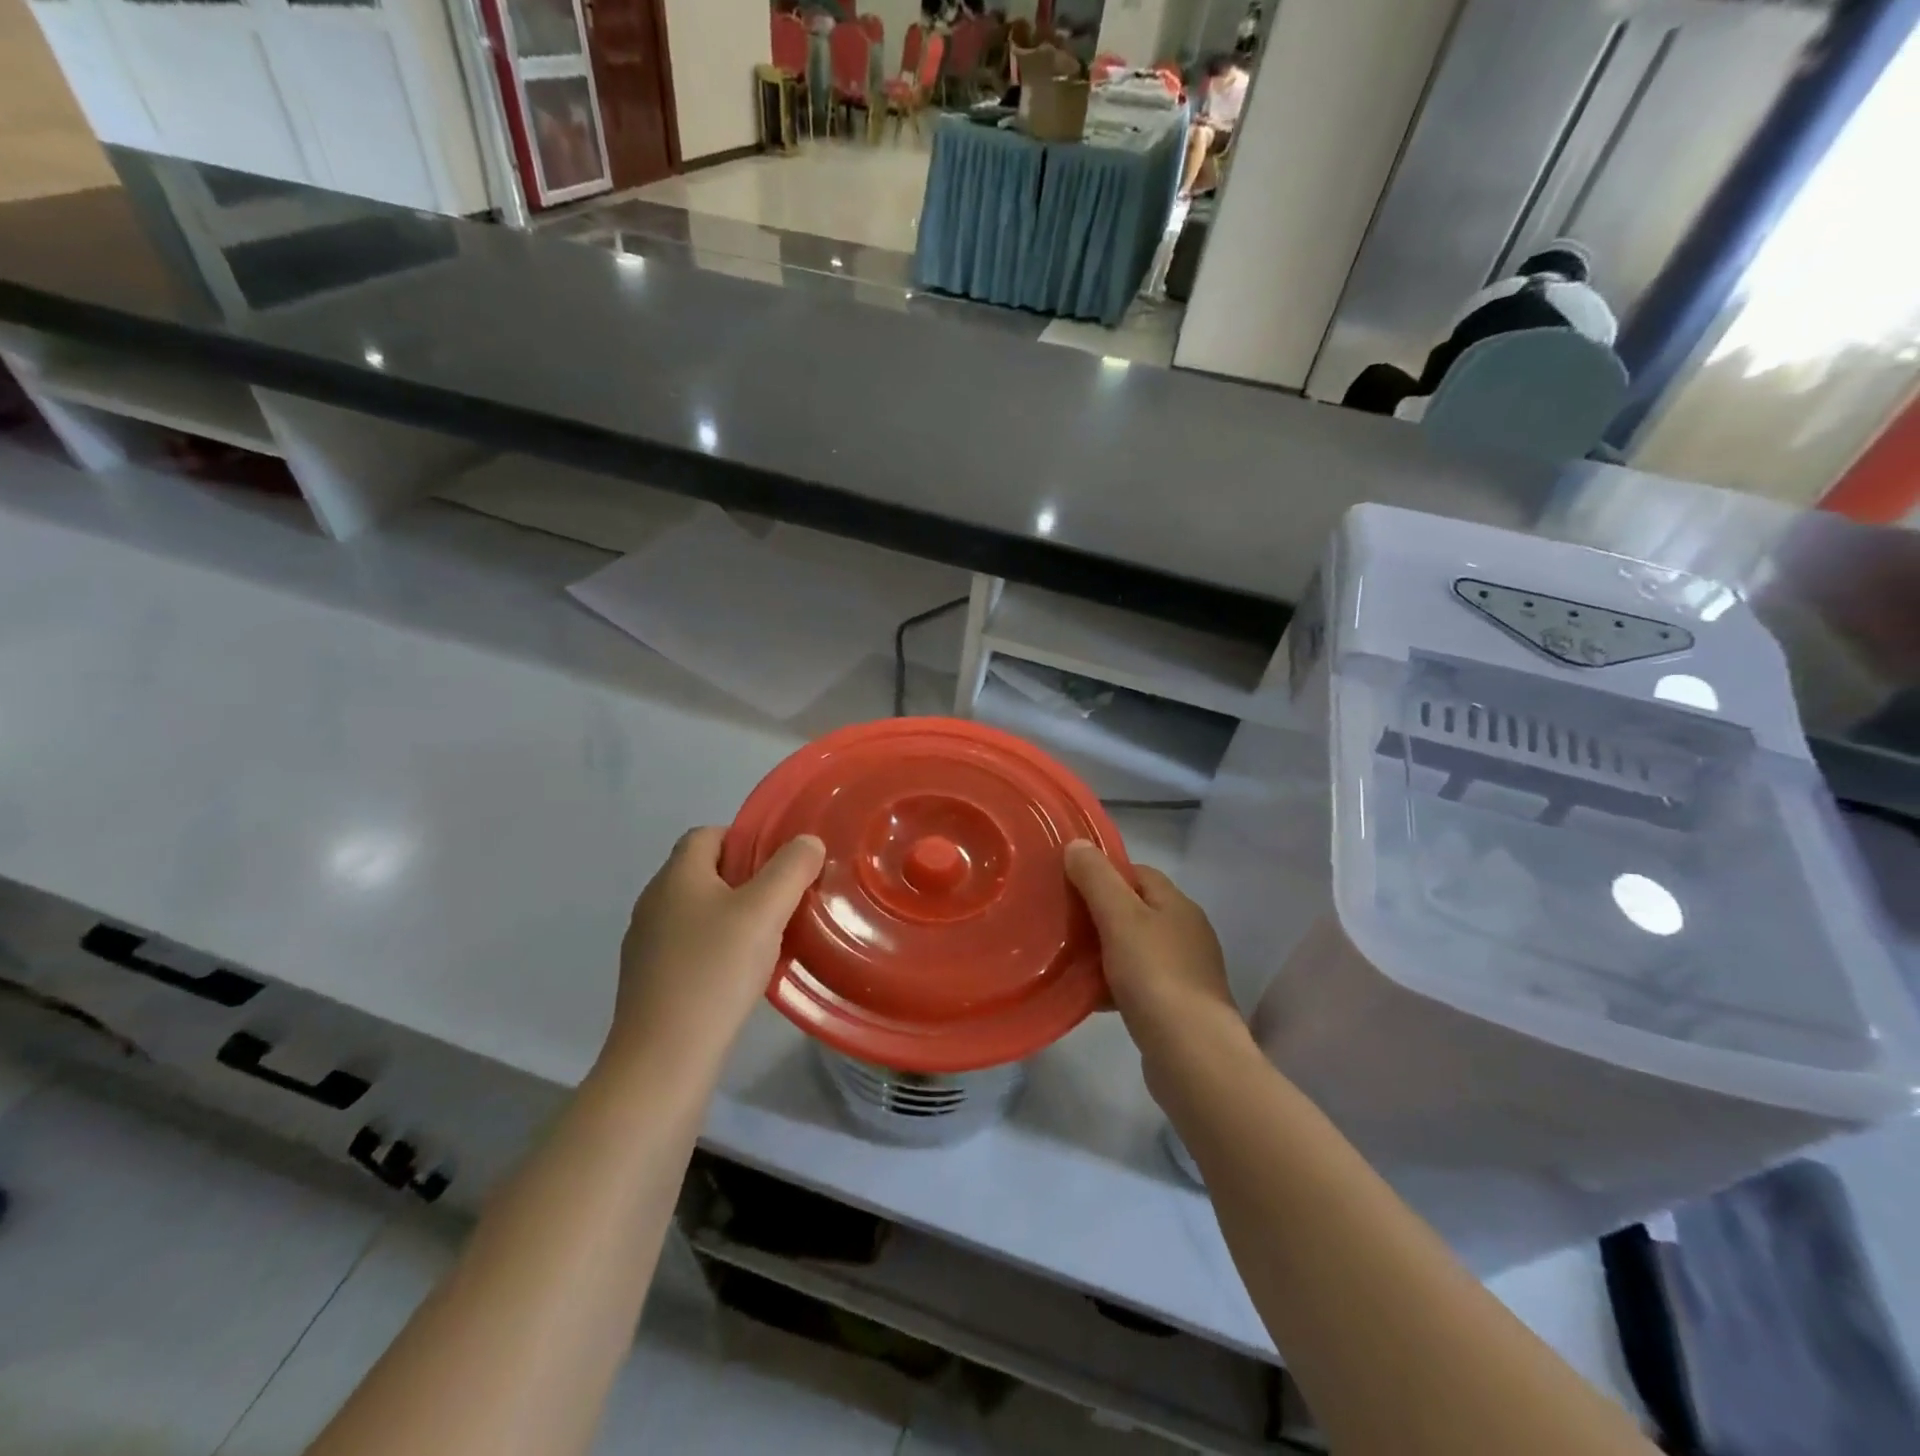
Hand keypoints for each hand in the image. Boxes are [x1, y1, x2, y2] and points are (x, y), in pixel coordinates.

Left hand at [603, 827, 825, 1076]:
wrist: (663, 1059)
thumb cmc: (715, 972)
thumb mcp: (764, 912)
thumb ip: (790, 869)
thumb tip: (807, 842)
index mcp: (676, 876)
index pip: (708, 834)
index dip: (746, 838)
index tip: (781, 863)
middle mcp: (654, 902)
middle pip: (704, 871)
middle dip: (746, 878)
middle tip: (785, 899)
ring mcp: (646, 944)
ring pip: (698, 911)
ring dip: (734, 916)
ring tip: (770, 937)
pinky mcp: (649, 980)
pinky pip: (690, 946)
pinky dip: (718, 948)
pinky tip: (742, 974)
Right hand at [1064, 841, 1242, 1066]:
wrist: (1192, 1054)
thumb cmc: (1155, 975)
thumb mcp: (1120, 917)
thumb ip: (1097, 879)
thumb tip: (1078, 845)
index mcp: (1177, 905)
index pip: (1138, 873)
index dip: (1104, 873)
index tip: (1069, 884)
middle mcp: (1186, 933)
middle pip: (1135, 911)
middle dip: (1099, 914)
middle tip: (1061, 922)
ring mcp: (1185, 972)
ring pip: (1134, 949)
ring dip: (1104, 951)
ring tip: (1068, 958)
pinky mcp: (1177, 1007)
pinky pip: (1138, 984)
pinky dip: (1113, 984)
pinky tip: (1089, 994)